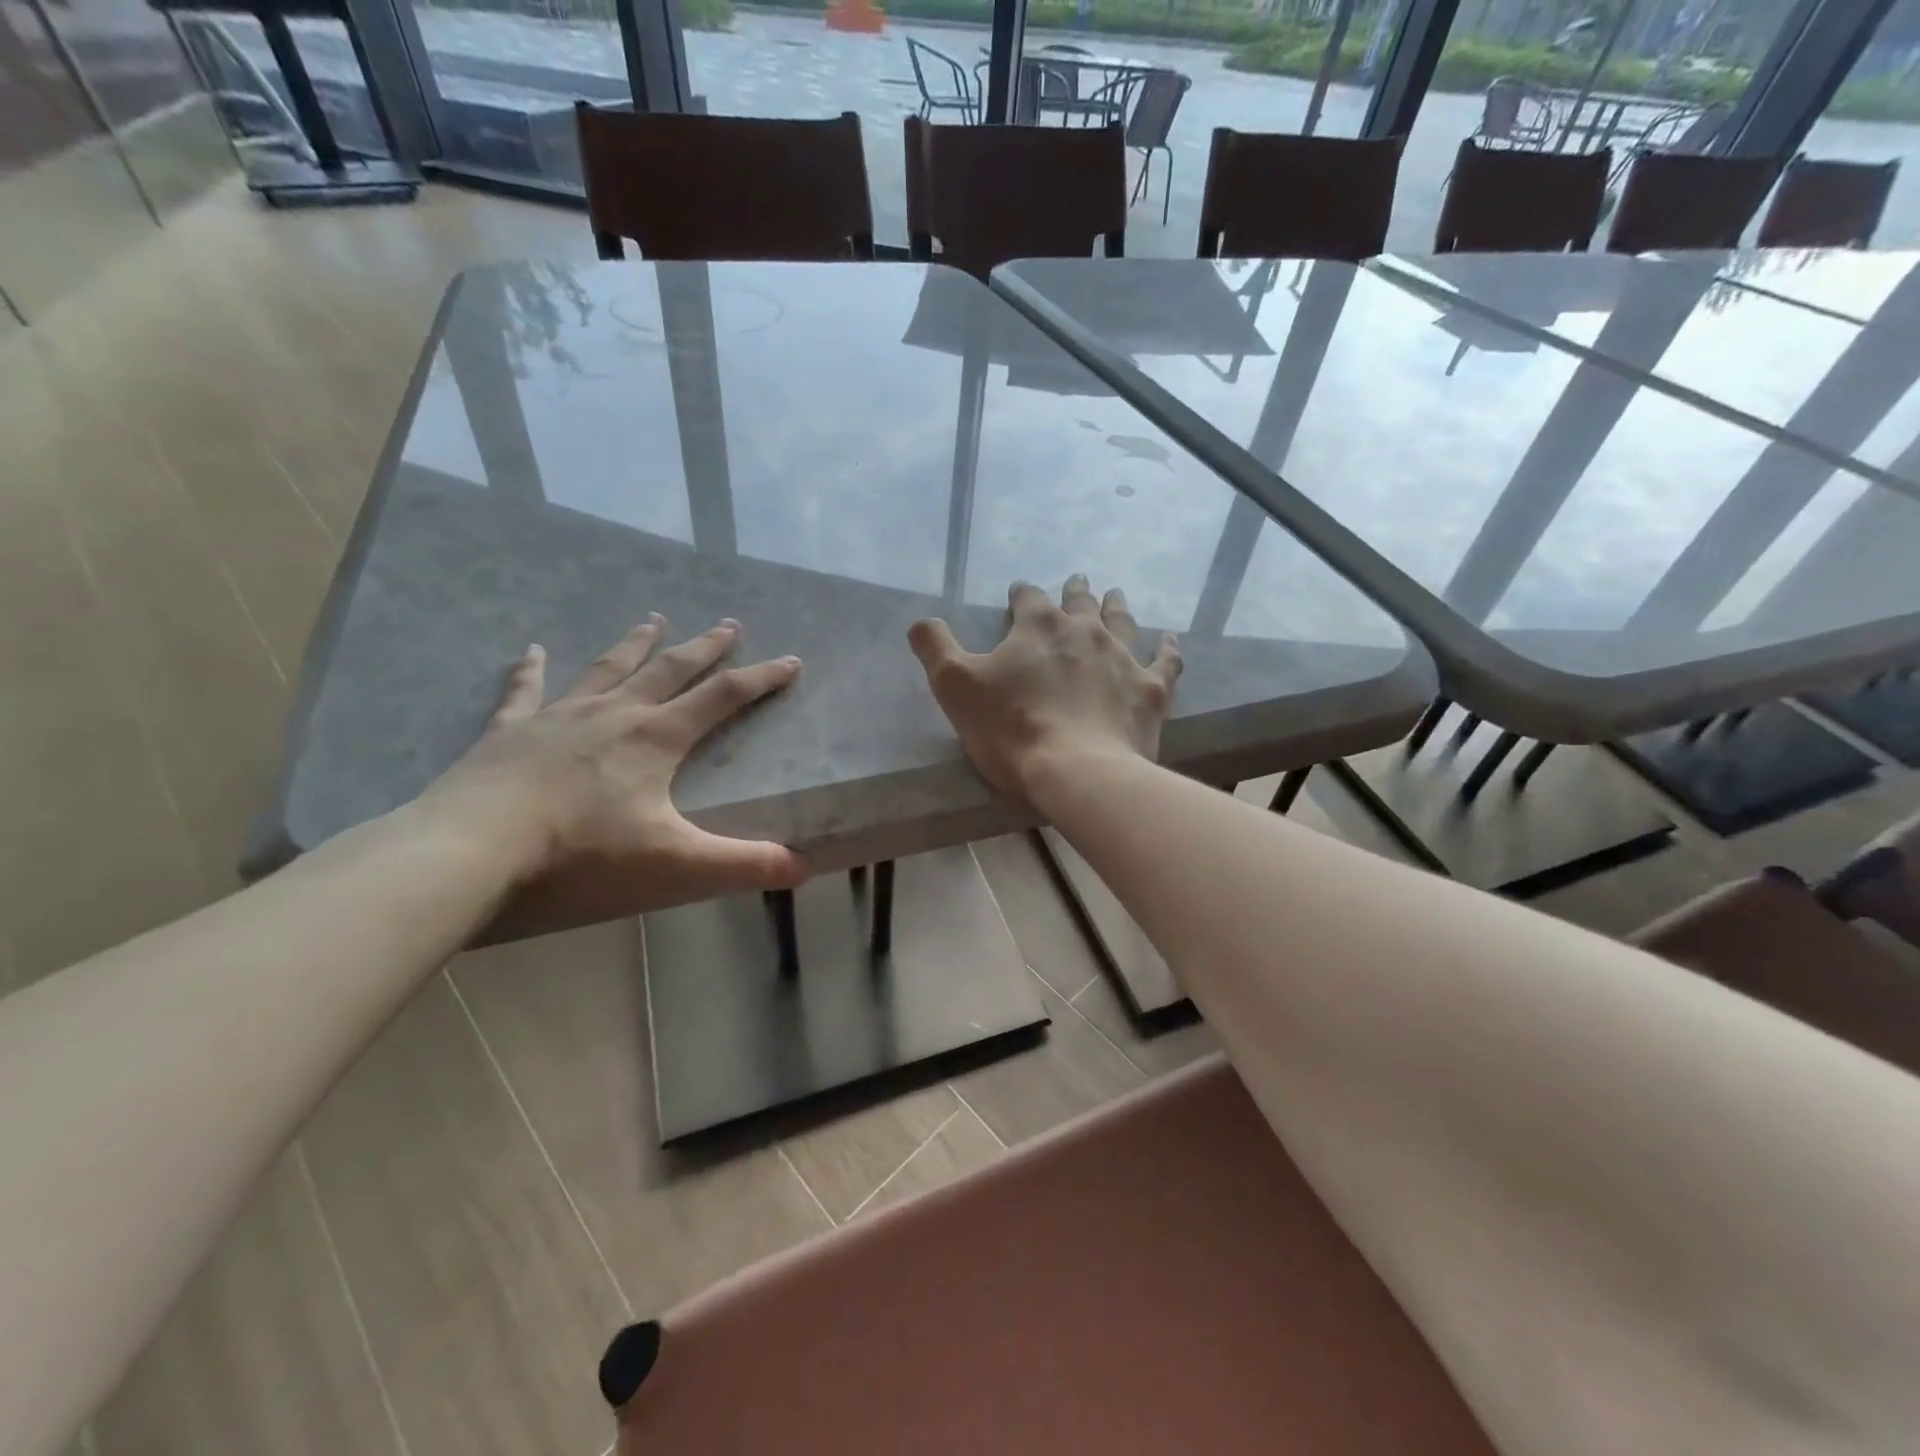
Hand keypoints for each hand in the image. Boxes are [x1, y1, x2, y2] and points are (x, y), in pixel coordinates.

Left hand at [419, 616, 805, 916]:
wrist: (474, 846)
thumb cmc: (582, 853)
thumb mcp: (676, 864)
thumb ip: (743, 865)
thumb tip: (805, 867)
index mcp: (657, 738)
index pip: (724, 697)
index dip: (762, 678)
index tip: (791, 660)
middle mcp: (615, 713)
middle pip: (670, 670)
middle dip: (705, 647)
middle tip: (728, 624)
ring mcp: (559, 715)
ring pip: (607, 668)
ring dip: (635, 644)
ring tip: (653, 620)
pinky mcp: (510, 729)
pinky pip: (525, 690)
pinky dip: (530, 668)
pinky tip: (531, 649)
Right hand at [908, 576, 1180, 800]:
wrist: (1077, 770)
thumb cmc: (1010, 729)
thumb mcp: (955, 687)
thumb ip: (935, 647)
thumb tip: (921, 621)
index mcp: (1037, 626)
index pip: (1027, 597)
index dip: (1021, 594)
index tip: (1018, 595)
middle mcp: (1084, 630)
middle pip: (1079, 602)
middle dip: (1074, 591)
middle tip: (1076, 582)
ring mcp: (1122, 657)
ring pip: (1121, 621)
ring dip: (1116, 606)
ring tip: (1115, 595)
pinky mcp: (1150, 689)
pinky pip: (1166, 661)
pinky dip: (1169, 649)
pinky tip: (1171, 640)